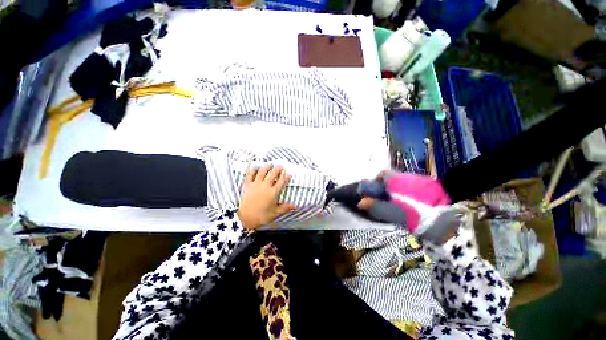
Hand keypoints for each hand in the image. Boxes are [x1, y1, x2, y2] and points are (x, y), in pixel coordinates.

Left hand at [237, 165, 296, 229]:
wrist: (245, 218)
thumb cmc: (261, 216)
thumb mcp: (275, 213)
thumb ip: (285, 207)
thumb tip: (295, 206)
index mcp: (273, 193)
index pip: (282, 181)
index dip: (286, 176)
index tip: (288, 172)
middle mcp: (265, 186)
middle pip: (273, 174)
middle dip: (278, 168)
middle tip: (280, 165)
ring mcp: (256, 184)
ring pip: (262, 171)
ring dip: (267, 166)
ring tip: (270, 164)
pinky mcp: (247, 184)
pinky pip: (250, 174)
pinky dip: (253, 169)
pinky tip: (256, 166)